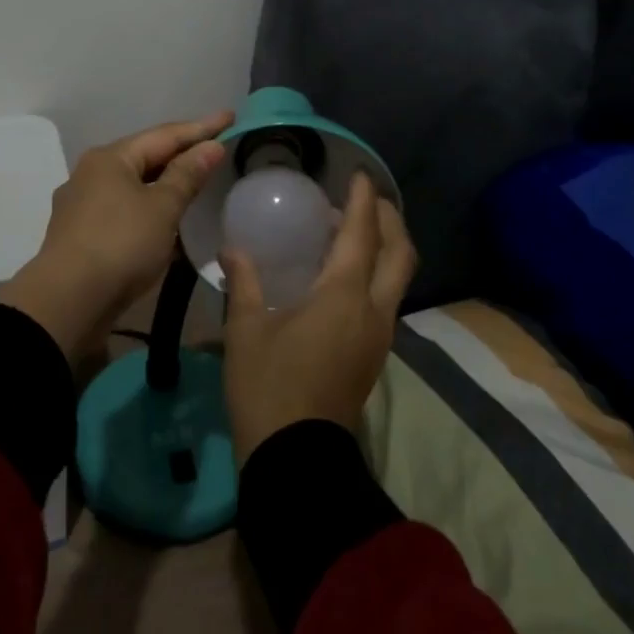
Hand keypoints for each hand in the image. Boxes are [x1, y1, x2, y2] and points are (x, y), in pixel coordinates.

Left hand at [0, 111, 231, 363]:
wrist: (67, 302)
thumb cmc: (120, 245)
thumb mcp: (162, 208)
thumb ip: (187, 175)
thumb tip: (210, 146)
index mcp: (110, 158)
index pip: (164, 135)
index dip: (201, 127)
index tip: (230, 116)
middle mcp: (91, 173)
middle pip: (145, 156)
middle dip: (180, 152)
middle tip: (215, 147)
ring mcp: (82, 204)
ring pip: (133, 185)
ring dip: (164, 183)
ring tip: (194, 180)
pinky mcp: (81, 234)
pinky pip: (124, 210)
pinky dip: (148, 209)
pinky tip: (165, 220)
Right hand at [221, 172, 418, 461]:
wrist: (296, 459)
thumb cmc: (268, 386)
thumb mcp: (247, 329)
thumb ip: (244, 281)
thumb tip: (233, 249)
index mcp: (345, 295)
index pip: (363, 234)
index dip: (363, 200)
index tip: (358, 174)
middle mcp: (374, 309)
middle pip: (400, 253)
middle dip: (389, 219)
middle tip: (364, 198)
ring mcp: (380, 334)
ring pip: (399, 276)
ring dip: (385, 245)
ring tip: (351, 229)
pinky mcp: (375, 353)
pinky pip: (387, 296)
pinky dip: (376, 271)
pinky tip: (342, 272)